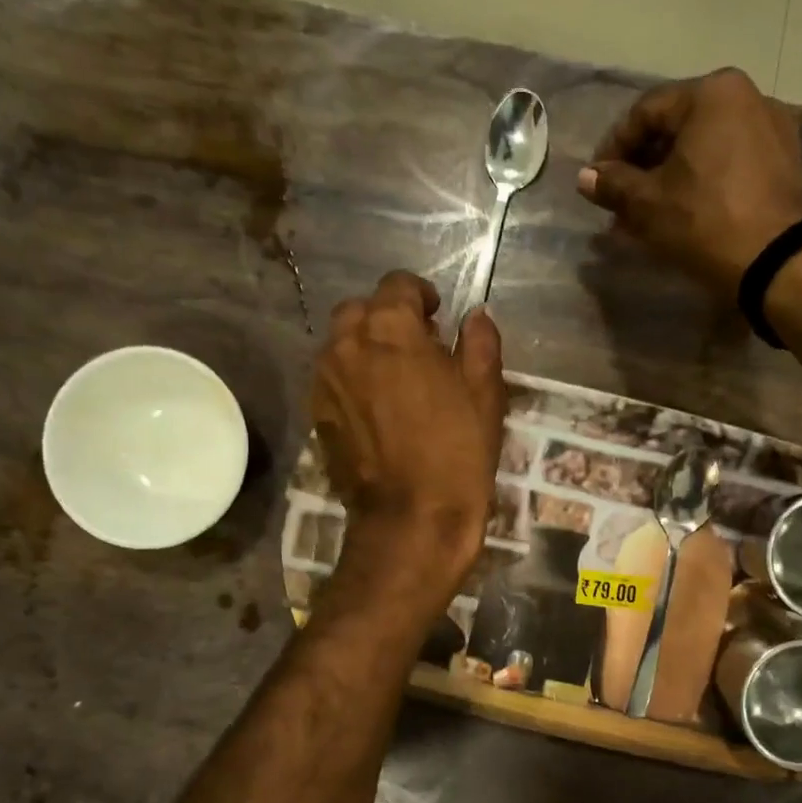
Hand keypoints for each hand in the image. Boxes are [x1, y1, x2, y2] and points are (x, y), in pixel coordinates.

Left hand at [313, 272, 505, 604]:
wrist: (412, 518)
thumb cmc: (458, 450)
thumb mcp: (485, 392)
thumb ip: (480, 342)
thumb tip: (475, 316)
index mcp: (390, 328)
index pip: (398, 284)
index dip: (421, 295)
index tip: (438, 318)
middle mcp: (347, 343)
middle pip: (360, 310)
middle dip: (387, 319)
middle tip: (417, 349)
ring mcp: (325, 380)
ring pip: (341, 344)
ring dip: (366, 348)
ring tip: (396, 380)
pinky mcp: (316, 414)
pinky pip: (333, 379)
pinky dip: (352, 379)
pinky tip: (377, 409)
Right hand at [577, 68, 801, 299]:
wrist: (776, 260)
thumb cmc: (704, 221)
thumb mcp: (648, 204)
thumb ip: (613, 184)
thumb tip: (586, 177)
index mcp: (711, 93)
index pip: (645, 112)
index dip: (613, 148)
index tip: (597, 181)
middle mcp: (746, 96)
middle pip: (678, 127)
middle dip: (643, 165)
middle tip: (620, 201)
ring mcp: (772, 127)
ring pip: (704, 146)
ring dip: (671, 176)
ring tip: (649, 212)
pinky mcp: (785, 161)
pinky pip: (730, 162)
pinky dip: (702, 181)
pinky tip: (685, 211)